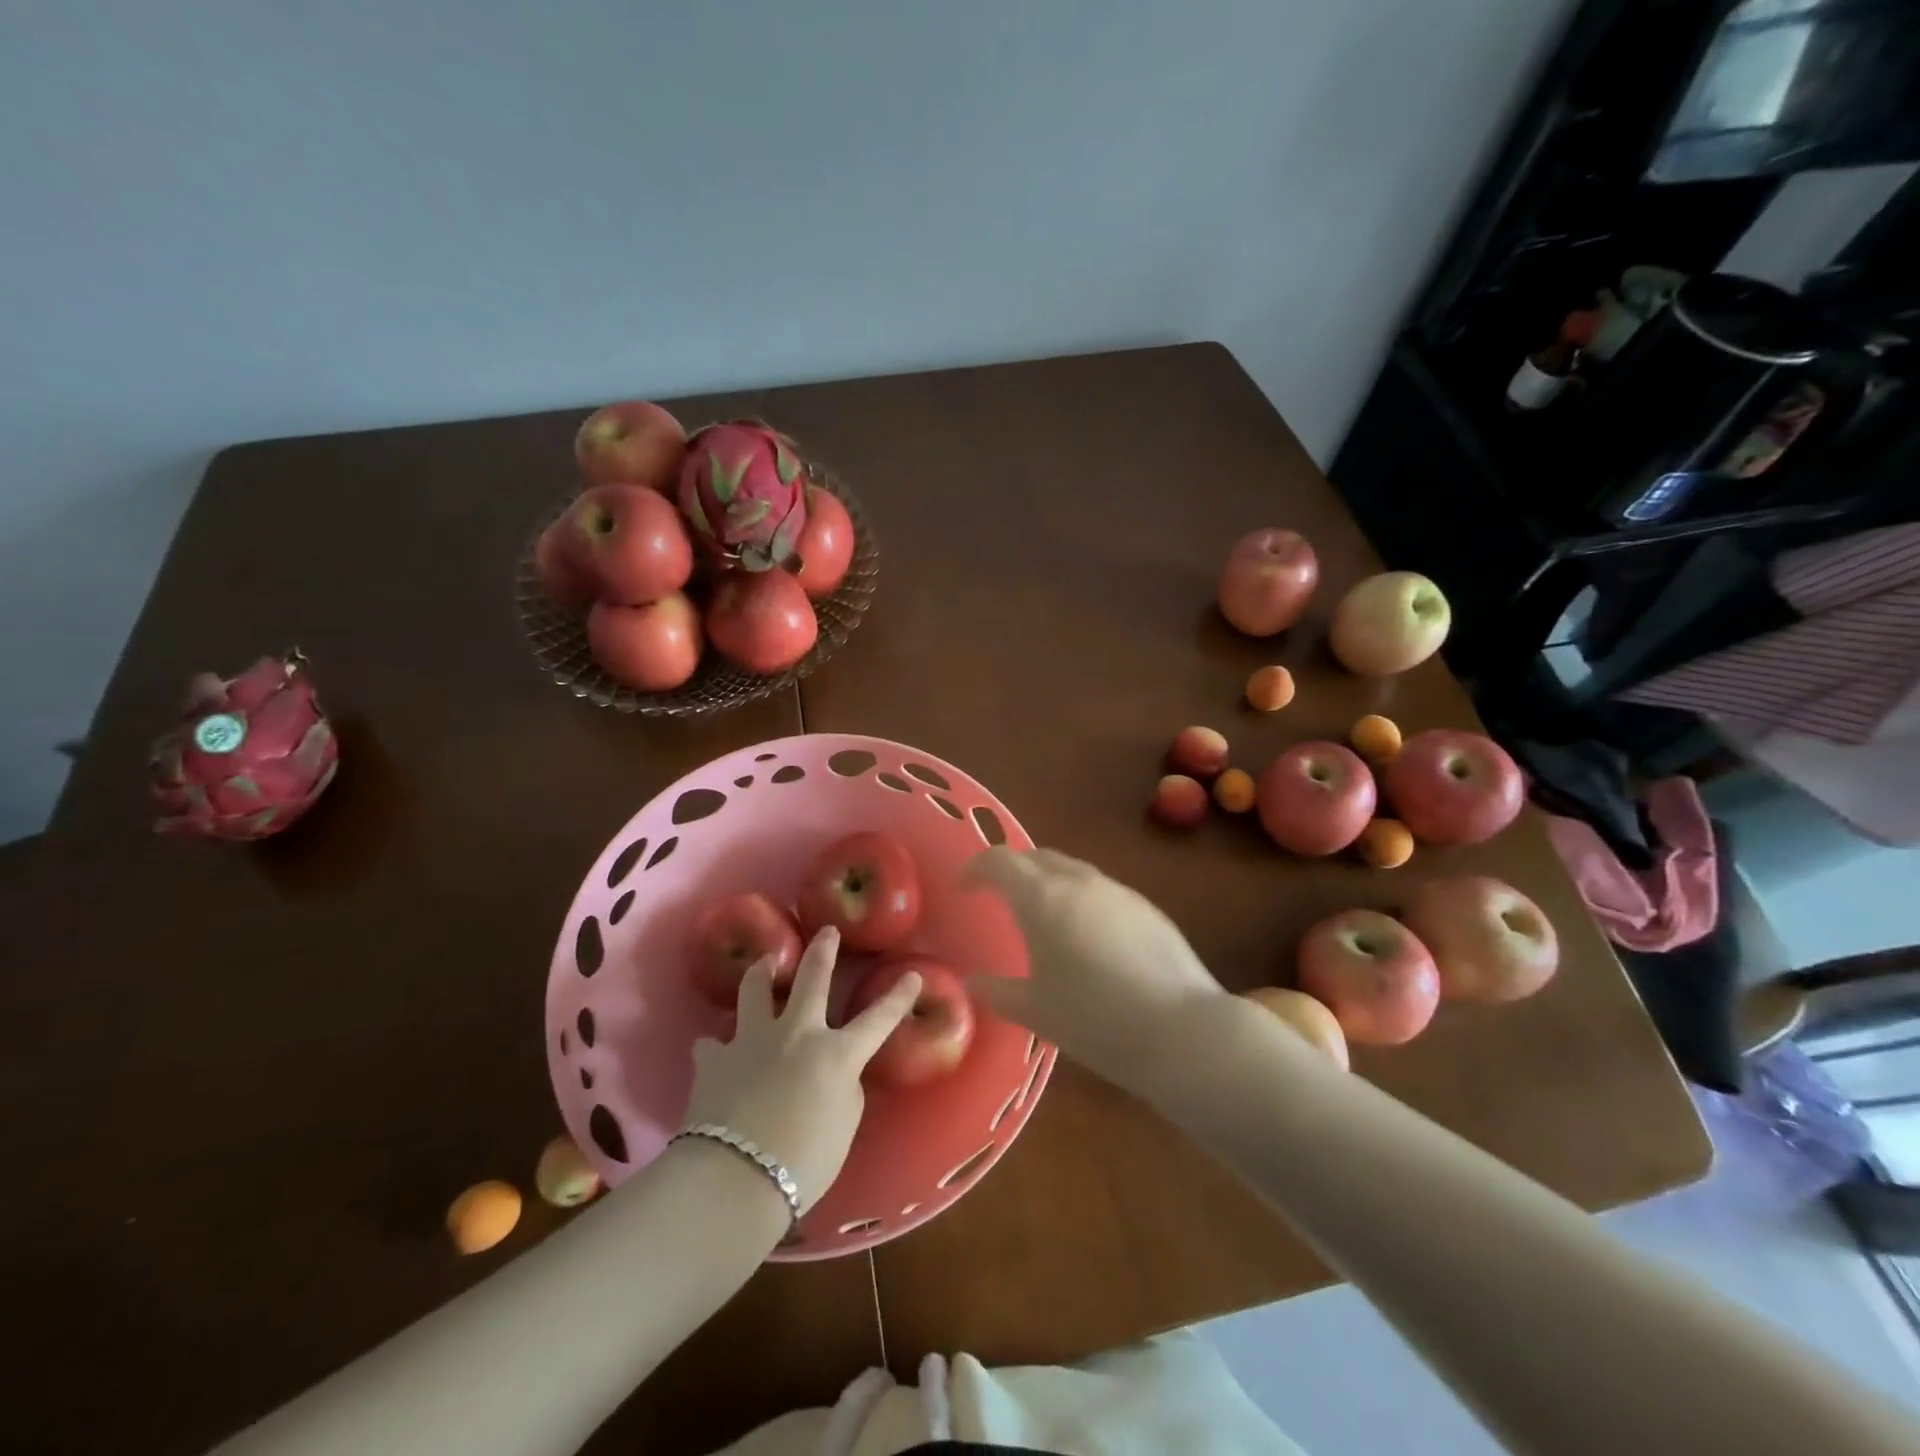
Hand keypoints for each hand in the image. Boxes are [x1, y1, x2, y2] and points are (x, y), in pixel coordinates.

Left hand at [682, 927, 919, 1213]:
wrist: (735, 1178)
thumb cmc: (804, 1162)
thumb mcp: (844, 1125)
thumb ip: (844, 1088)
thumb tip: (832, 1073)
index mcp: (837, 1053)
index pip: (878, 1018)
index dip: (898, 997)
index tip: (912, 976)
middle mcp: (796, 1033)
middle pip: (812, 978)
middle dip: (823, 951)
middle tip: (827, 932)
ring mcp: (752, 1040)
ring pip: (755, 990)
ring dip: (762, 972)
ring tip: (764, 964)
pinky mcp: (714, 1059)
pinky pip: (712, 1044)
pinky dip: (715, 1046)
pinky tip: (714, 1051)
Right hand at [963, 847, 1225, 1093]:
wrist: (1181, 1029)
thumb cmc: (1095, 1020)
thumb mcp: (1036, 1012)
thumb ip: (998, 992)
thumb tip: (973, 982)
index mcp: (1042, 898)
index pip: (999, 860)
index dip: (976, 868)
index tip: (965, 888)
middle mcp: (1078, 881)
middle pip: (1036, 857)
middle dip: (1012, 870)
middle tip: (1000, 897)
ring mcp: (1116, 890)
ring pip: (1070, 869)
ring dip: (1047, 881)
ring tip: (1042, 917)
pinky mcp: (1145, 906)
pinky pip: (1099, 889)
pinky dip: (1079, 898)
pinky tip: (1087, 936)